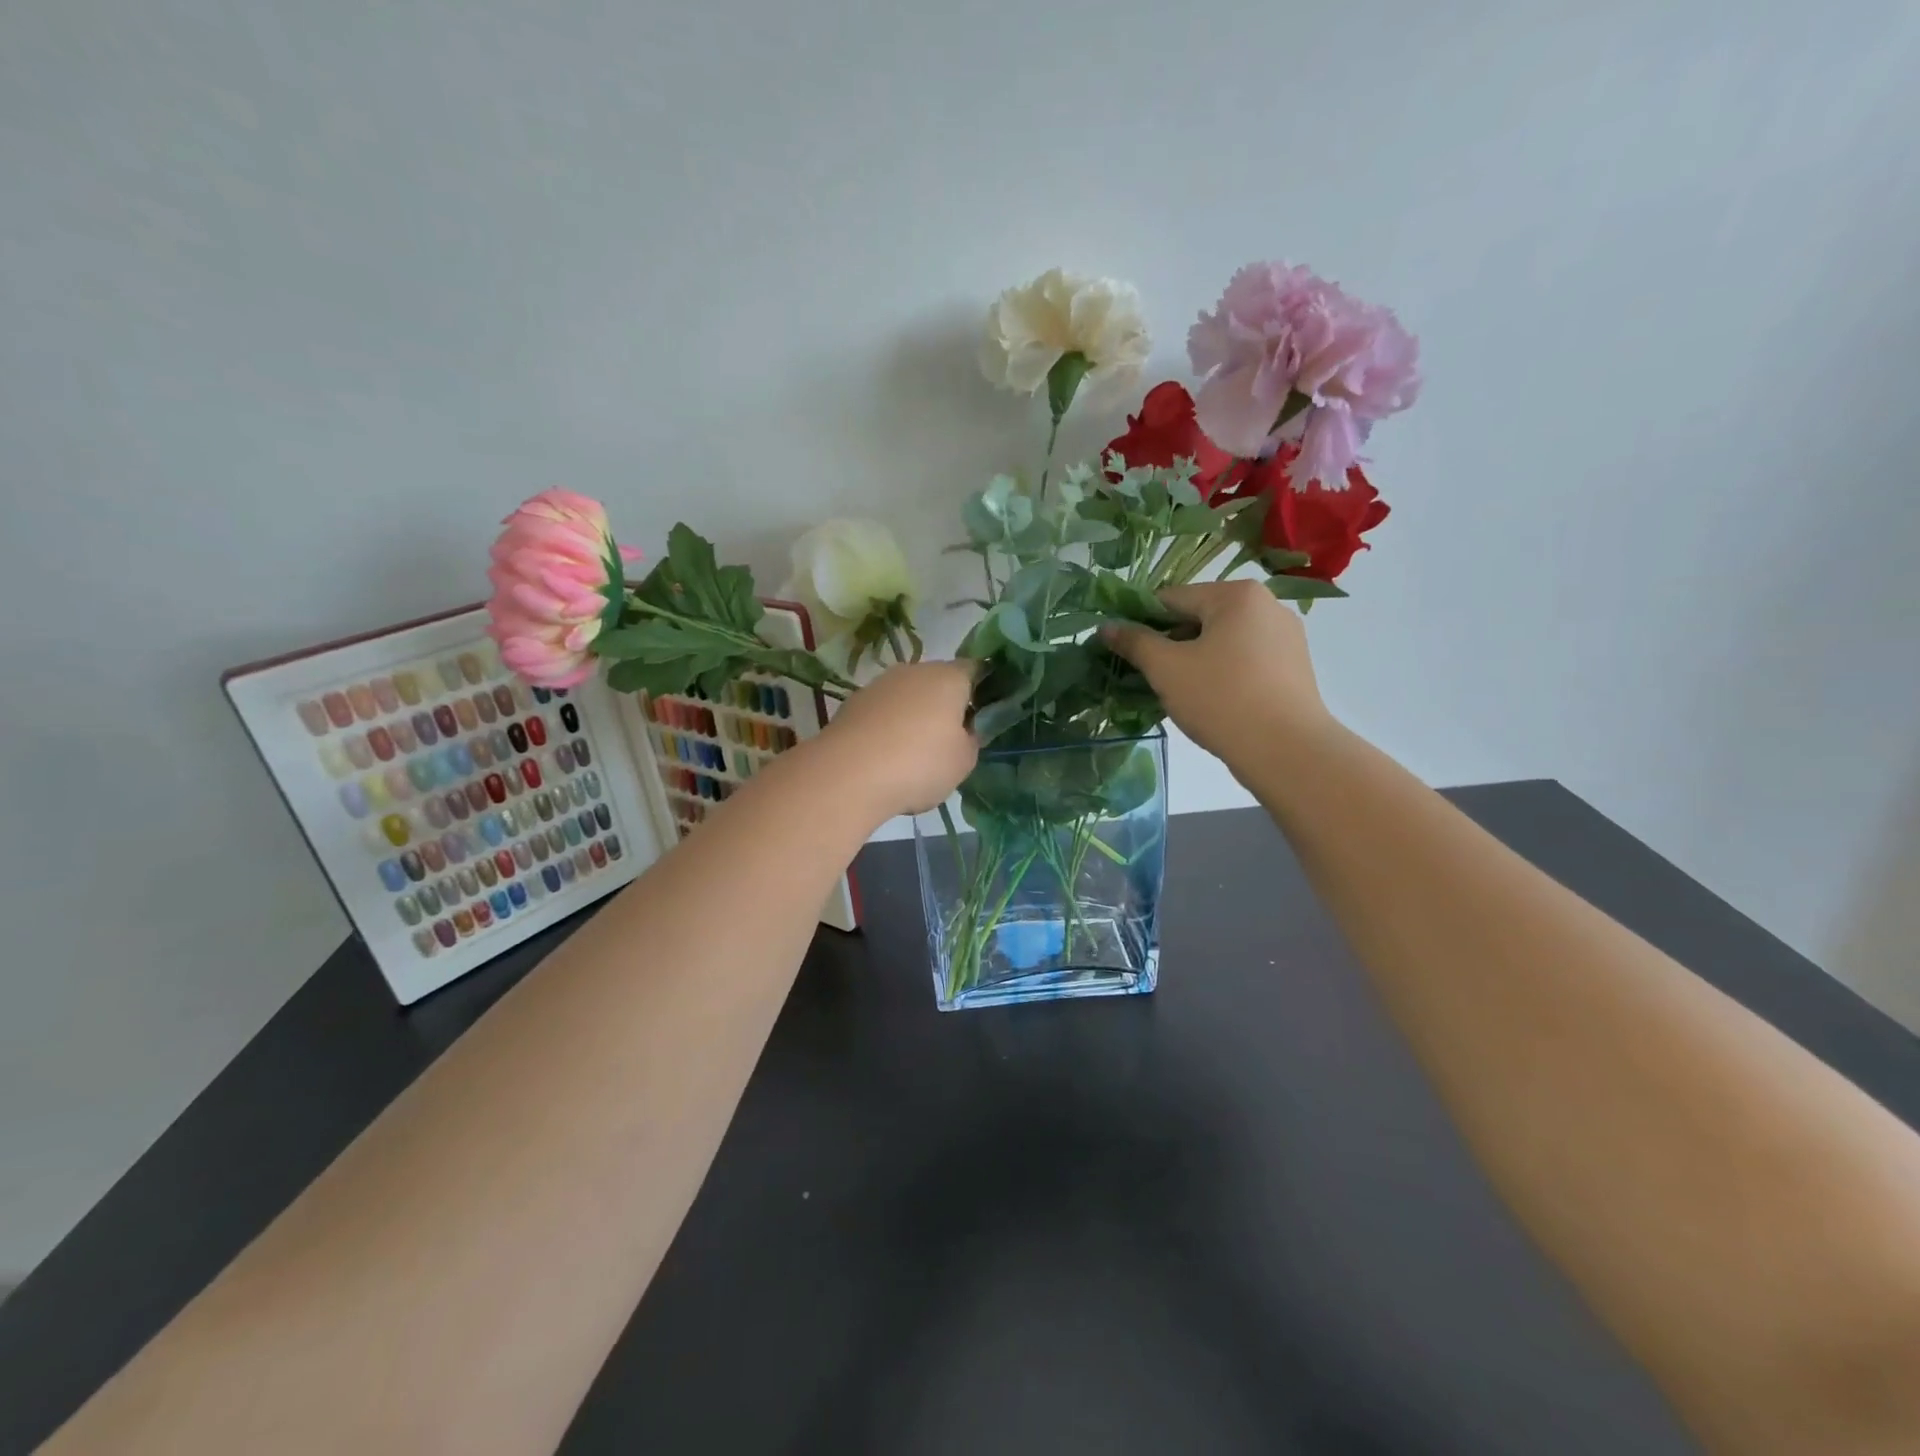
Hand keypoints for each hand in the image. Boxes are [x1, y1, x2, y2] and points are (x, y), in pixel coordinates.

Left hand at [820, 661, 978, 816]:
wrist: (849, 774)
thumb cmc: (920, 764)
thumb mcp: (963, 761)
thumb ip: (971, 739)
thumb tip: (964, 729)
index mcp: (949, 677)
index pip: (976, 669)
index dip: (984, 688)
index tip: (984, 714)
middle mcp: (914, 670)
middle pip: (938, 681)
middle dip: (946, 704)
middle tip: (950, 740)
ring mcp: (880, 684)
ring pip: (908, 695)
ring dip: (914, 716)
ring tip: (913, 754)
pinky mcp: (853, 703)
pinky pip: (883, 711)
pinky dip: (888, 727)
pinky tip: (885, 757)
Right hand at [1102, 580, 1335, 768]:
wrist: (1286, 750)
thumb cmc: (1221, 699)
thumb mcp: (1166, 669)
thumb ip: (1134, 642)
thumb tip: (1106, 627)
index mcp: (1236, 595)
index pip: (1171, 598)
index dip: (1140, 622)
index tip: (1123, 651)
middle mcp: (1267, 605)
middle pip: (1199, 617)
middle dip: (1170, 644)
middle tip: (1148, 676)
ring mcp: (1285, 636)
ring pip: (1222, 640)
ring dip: (1194, 659)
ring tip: (1178, 692)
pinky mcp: (1294, 666)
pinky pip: (1245, 659)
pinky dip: (1222, 672)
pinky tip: (1211, 700)